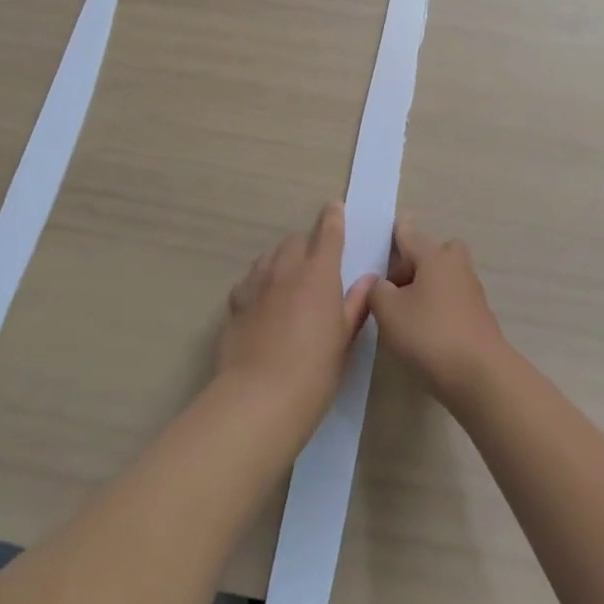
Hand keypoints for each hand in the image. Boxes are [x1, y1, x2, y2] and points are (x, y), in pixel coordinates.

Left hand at [219, 202, 375, 425]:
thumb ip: (356, 304)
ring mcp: (257, 284)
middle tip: (315, 262)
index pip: (328, 233)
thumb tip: (368, 280)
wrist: (260, 397)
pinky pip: (249, 280)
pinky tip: (262, 299)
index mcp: (319, 274)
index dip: (332, 217)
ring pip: (269, 256)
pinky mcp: (235, 304)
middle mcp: (286, 269)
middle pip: (295, 241)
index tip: (334, 206)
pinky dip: (259, 281)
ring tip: (289, 277)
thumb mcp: (344, 338)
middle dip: (307, 244)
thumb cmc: (315, 370)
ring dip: (282, 259)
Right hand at [369, 219, 509, 406]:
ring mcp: (471, 292)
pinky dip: (438, 308)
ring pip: (445, 277)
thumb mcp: (388, 311)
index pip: (409, 234)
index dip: (394, 233)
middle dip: (417, 261)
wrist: (480, 375)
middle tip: (396, 284)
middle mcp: (456, 266)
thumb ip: (377, 291)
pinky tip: (423, 331)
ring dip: (427, 287)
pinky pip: (452, 300)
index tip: (386, 231)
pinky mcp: (478, 317)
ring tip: (403, 313)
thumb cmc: (429, 334)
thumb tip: (380, 283)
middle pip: (435, 252)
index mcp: (434, 256)